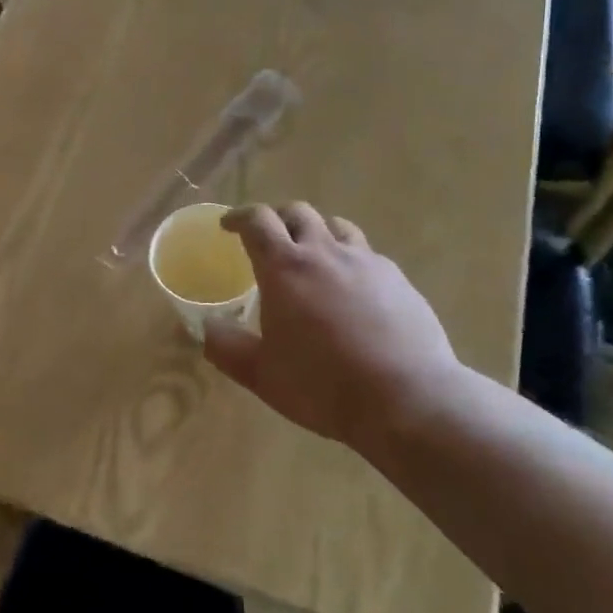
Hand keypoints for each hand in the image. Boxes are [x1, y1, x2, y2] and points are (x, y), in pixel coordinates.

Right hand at [203, 203, 463, 451]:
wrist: (407, 399)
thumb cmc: (323, 385)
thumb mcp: (263, 374)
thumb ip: (227, 348)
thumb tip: (205, 328)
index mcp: (284, 268)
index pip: (257, 221)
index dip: (239, 217)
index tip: (228, 225)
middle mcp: (324, 252)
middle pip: (298, 213)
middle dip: (278, 218)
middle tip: (269, 239)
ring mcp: (366, 262)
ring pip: (337, 226)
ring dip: (318, 232)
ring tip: (313, 255)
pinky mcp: (399, 280)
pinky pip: (368, 255)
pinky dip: (351, 260)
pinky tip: (354, 289)